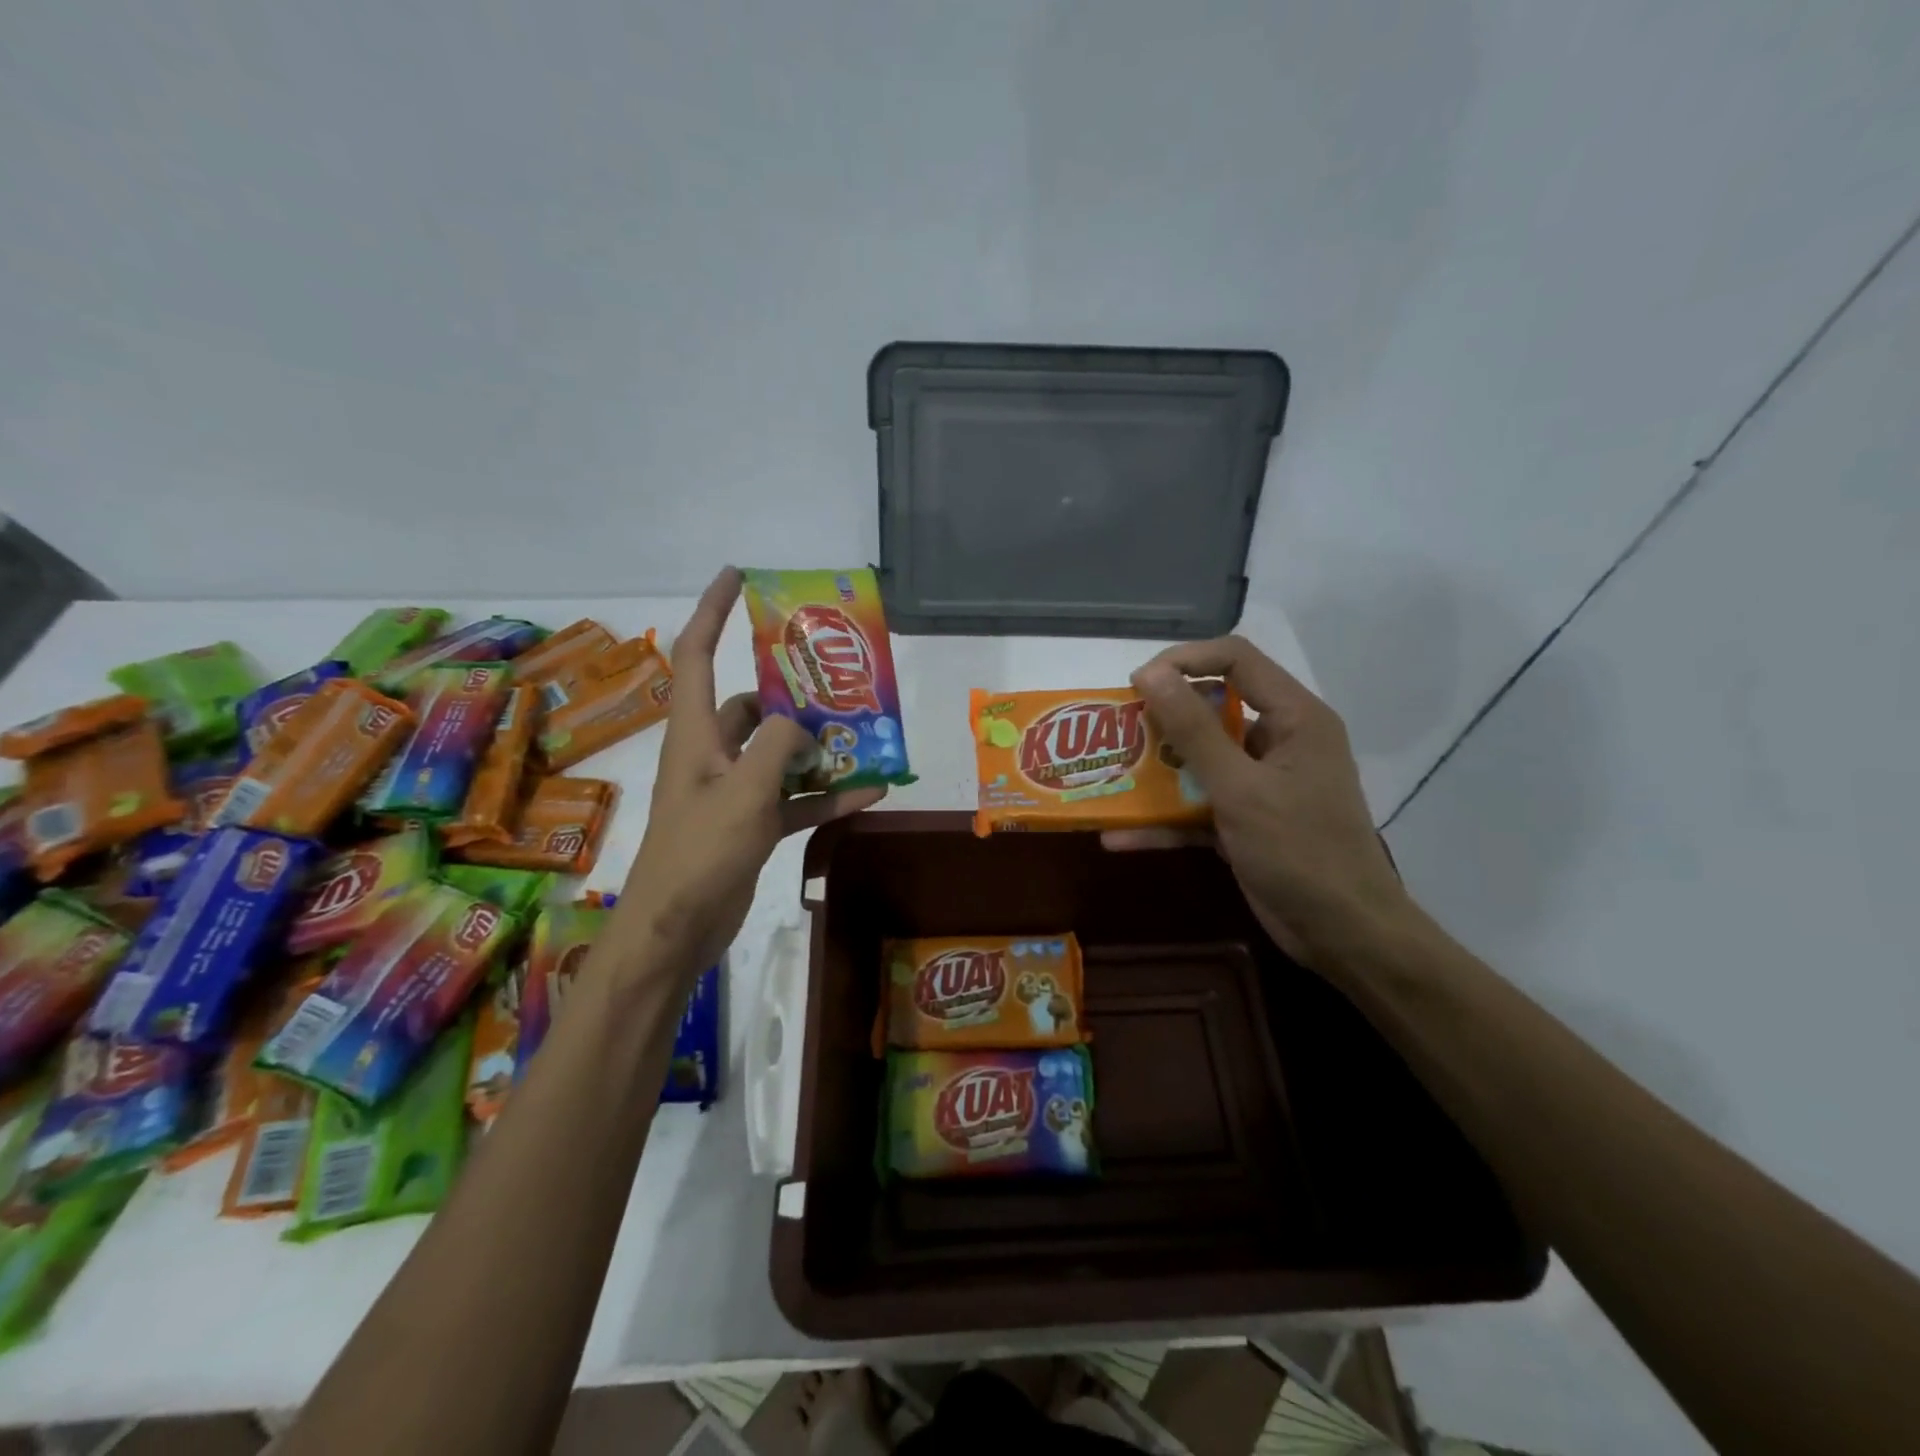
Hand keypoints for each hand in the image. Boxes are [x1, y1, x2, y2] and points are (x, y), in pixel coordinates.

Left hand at [616, 567, 885, 974]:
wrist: (677, 928)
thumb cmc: (699, 852)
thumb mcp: (744, 791)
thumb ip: (776, 746)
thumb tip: (801, 726)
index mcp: (695, 733)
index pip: (696, 653)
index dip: (713, 610)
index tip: (738, 576)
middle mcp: (711, 752)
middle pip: (751, 705)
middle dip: (791, 692)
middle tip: (835, 679)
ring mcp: (732, 789)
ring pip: (779, 753)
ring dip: (817, 748)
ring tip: (864, 736)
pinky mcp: (750, 823)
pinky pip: (794, 798)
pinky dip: (826, 794)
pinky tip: (871, 792)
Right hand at [1106, 636, 1411, 967]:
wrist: (1342, 934)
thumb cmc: (1300, 850)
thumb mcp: (1240, 788)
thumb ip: (1193, 730)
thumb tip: (1150, 673)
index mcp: (1294, 718)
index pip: (1236, 660)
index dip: (1184, 660)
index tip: (1137, 683)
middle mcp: (1278, 741)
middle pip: (1212, 709)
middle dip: (1161, 720)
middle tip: (1117, 731)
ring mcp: (1261, 783)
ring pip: (1200, 761)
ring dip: (1156, 772)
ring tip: (1110, 776)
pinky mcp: (1246, 820)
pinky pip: (1199, 807)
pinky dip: (1165, 820)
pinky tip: (1119, 836)